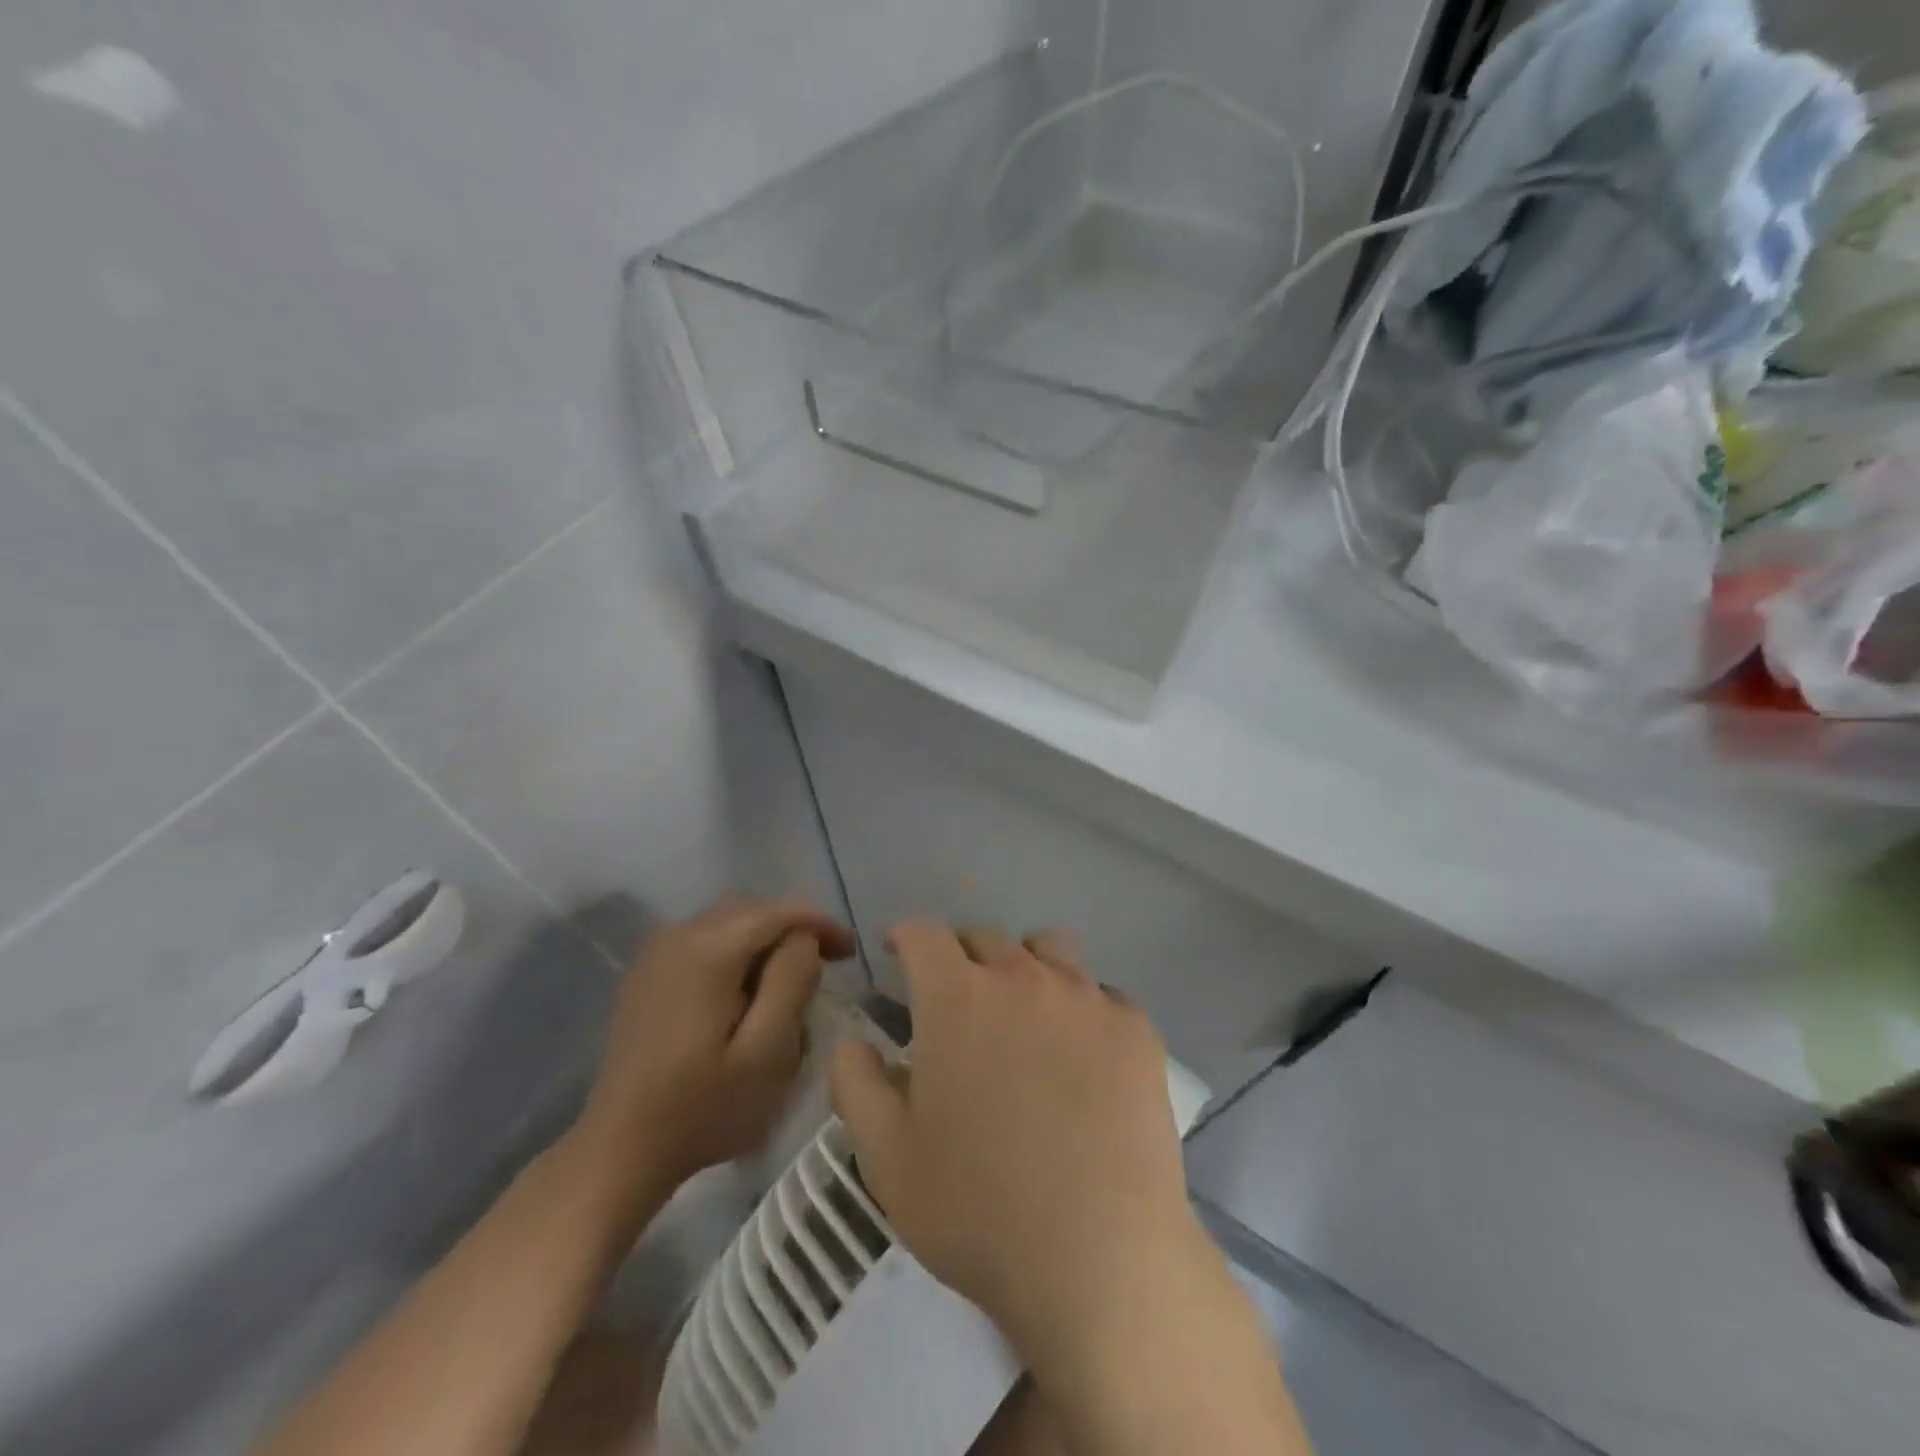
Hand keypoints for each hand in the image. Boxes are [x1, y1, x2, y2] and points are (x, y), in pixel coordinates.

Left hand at [576, 898, 854, 1190]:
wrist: (619, 1151)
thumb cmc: (702, 1108)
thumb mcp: (767, 1052)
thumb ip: (793, 982)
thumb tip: (803, 940)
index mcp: (708, 949)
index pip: (778, 912)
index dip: (820, 923)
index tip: (850, 952)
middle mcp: (678, 935)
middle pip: (752, 910)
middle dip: (794, 928)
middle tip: (829, 961)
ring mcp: (656, 954)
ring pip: (728, 923)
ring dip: (766, 939)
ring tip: (793, 976)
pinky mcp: (646, 975)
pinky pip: (704, 941)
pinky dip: (737, 951)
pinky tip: (748, 988)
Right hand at [830, 922, 1203, 1362]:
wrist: (1100, 1259)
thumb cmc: (977, 1208)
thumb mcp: (885, 1156)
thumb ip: (855, 1083)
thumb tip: (853, 1041)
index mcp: (957, 997)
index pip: (924, 933)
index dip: (906, 937)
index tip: (899, 954)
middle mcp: (1022, 977)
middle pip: (984, 938)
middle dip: (960, 957)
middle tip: (956, 1002)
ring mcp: (1086, 998)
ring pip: (1047, 950)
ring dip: (1023, 967)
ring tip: (1022, 1014)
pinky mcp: (1135, 1028)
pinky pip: (1099, 993)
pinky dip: (1078, 1007)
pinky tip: (1082, 1057)